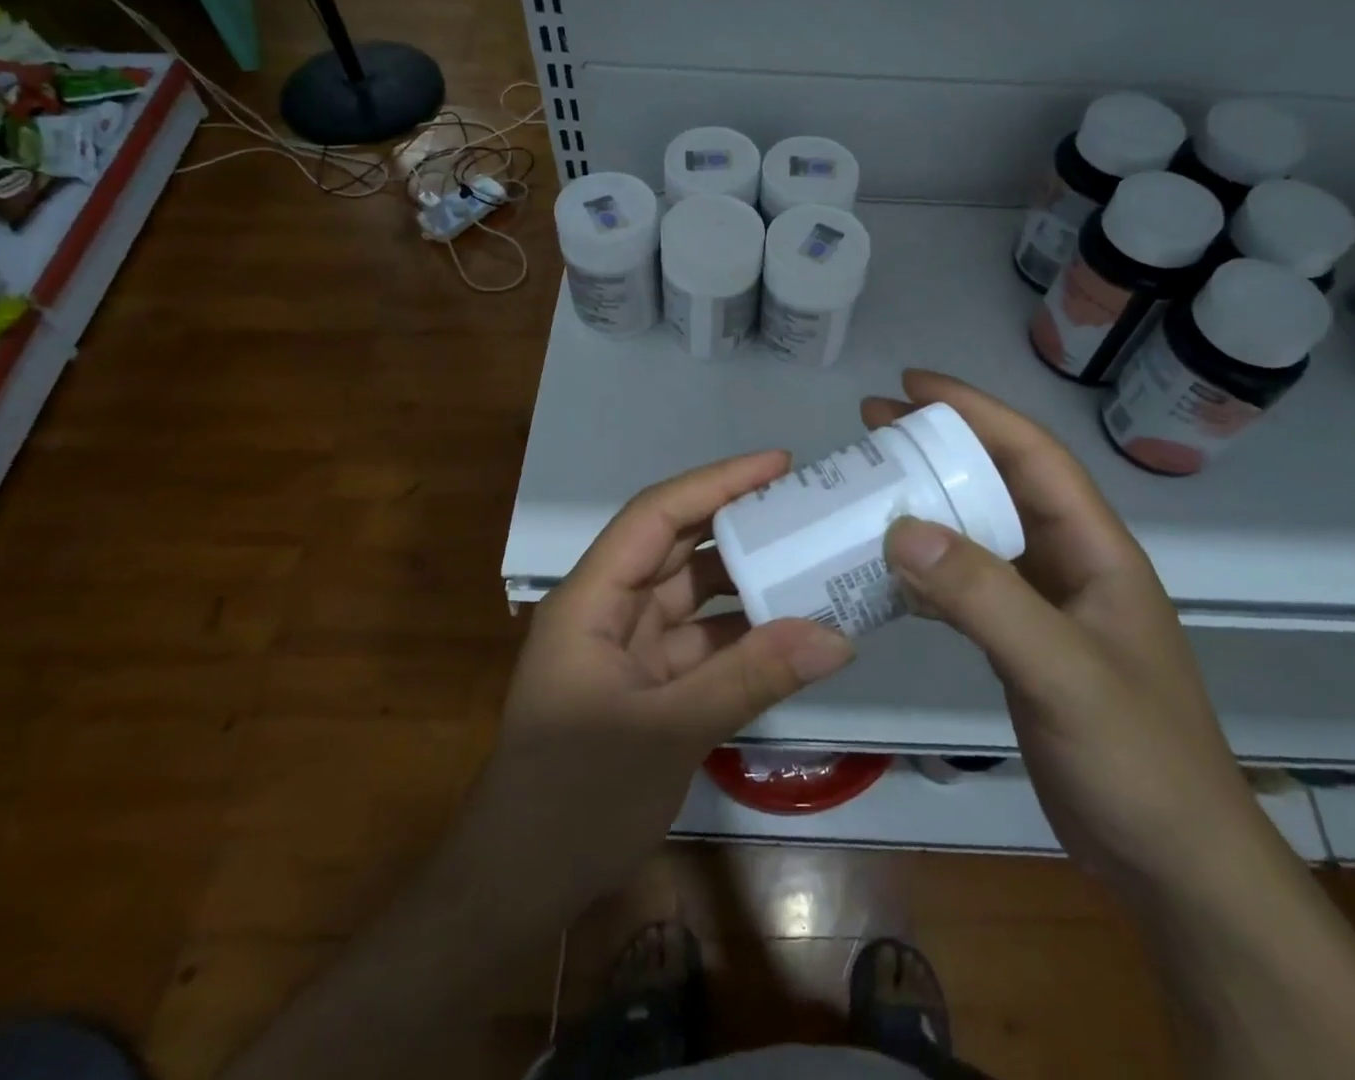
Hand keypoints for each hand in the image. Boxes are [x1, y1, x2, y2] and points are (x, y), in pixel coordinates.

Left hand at [458, 450, 855, 920]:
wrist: (518, 889)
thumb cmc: (572, 798)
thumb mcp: (668, 731)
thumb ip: (751, 678)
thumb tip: (836, 635)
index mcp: (591, 598)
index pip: (656, 516)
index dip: (717, 483)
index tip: (779, 465)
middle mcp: (607, 609)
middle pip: (677, 547)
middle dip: (739, 524)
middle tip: (806, 507)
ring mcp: (627, 648)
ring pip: (693, 596)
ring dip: (746, 583)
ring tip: (811, 562)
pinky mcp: (646, 685)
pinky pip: (701, 643)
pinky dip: (742, 637)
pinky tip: (791, 633)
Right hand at [864, 371, 1277, 906]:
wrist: (1175, 865)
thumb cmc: (1138, 760)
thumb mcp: (1062, 672)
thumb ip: (986, 598)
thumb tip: (902, 528)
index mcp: (1095, 548)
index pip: (1032, 454)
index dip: (975, 410)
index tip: (911, 385)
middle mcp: (1070, 563)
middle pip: (999, 483)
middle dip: (940, 446)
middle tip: (872, 425)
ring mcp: (1046, 604)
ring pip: (978, 532)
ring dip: (927, 504)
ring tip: (869, 485)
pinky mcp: (1023, 643)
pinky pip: (967, 585)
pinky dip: (926, 568)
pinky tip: (886, 569)